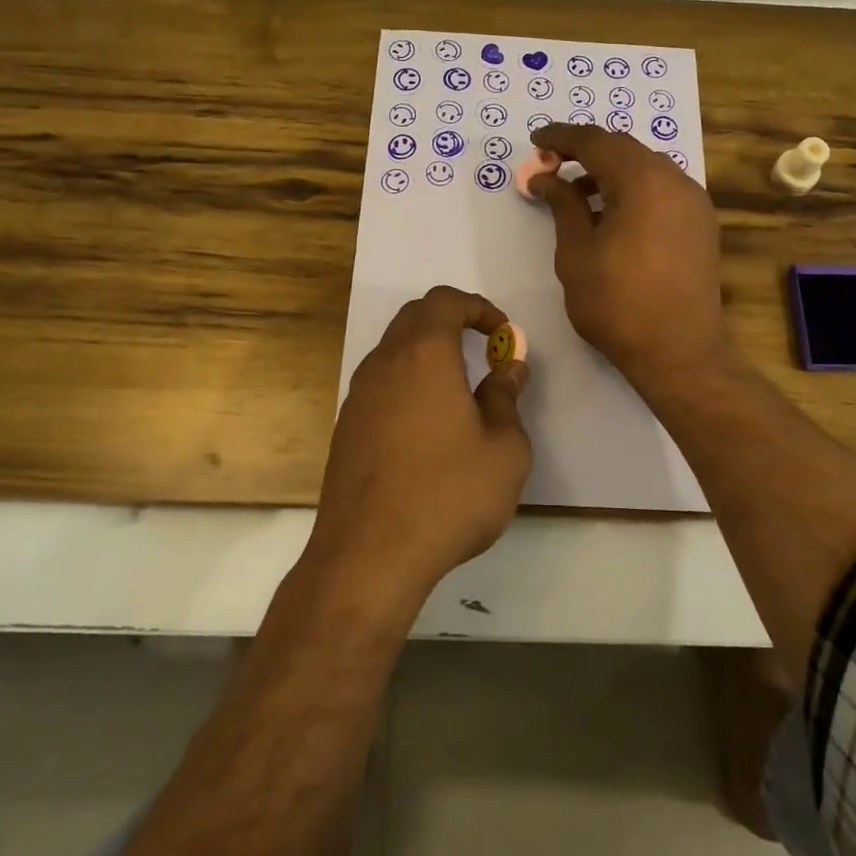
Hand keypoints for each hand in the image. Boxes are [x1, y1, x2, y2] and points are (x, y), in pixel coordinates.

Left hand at [308, 286, 532, 603]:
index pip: (444, 301)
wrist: (370, 555)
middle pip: (414, 318)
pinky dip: (408, 382)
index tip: (502, 333)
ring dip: (427, 353)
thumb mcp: (503, 448)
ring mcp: (358, 396)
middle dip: (452, 321)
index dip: (478, 307)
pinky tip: (428, 425)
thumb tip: (509, 368)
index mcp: (424, 355)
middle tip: (483, 349)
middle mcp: (384, 364)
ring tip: (459, 388)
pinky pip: (381, 384)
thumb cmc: (448, 494)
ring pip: (393, 350)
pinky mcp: (346, 428)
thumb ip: (506, 398)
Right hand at [527, 123, 730, 392]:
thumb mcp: (576, 252)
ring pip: (646, 169)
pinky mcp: (701, 225)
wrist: (679, 351)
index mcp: (643, 180)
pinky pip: (662, 190)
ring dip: (611, 172)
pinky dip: (634, 190)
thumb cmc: (617, 302)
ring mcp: (694, 202)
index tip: (535, 141)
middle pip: (624, 149)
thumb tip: (545, 177)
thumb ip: (563, 205)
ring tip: (578, 195)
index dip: (562, 137)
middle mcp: (675, 180)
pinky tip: (613, 215)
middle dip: (586, 152)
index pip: (596, 141)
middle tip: (551, 166)